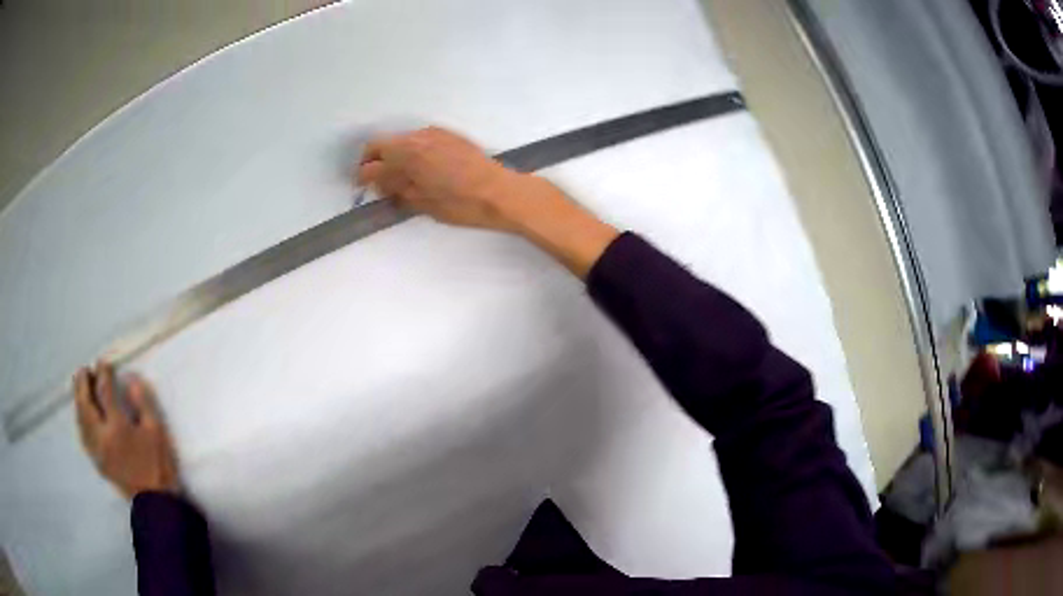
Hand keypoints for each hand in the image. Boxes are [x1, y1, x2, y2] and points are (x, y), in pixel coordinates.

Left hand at [74, 362, 180, 499]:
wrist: (155, 501)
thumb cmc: (158, 465)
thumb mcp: (157, 432)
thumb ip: (143, 403)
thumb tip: (131, 380)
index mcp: (117, 427)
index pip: (105, 392)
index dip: (103, 373)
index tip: (104, 362)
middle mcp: (101, 436)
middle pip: (85, 403)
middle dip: (82, 383)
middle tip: (84, 370)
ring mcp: (96, 449)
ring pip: (80, 419)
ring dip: (78, 399)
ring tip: (80, 387)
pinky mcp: (97, 460)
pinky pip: (82, 434)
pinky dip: (79, 418)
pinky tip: (81, 414)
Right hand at [355, 127, 619, 276]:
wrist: (501, 192)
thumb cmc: (461, 204)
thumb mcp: (422, 202)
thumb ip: (395, 187)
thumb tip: (377, 181)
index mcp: (407, 153)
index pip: (372, 156)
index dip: (362, 172)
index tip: (361, 185)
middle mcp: (418, 137)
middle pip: (383, 143)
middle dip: (374, 160)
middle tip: (376, 181)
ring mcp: (435, 133)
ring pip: (401, 140)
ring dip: (393, 155)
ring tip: (399, 178)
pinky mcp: (449, 135)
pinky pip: (419, 139)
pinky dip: (411, 151)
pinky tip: (420, 169)